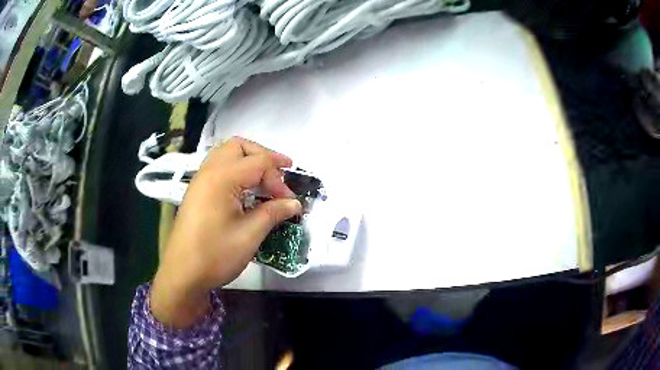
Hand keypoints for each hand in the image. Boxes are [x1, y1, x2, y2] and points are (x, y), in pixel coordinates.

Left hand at [150, 137, 301, 327]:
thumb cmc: (215, 255)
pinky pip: (218, 168)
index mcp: (222, 178)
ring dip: (248, 161)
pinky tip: (245, 191)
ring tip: (265, 179)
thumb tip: (295, 203)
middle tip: (281, 174)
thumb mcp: (249, 235)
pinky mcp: (196, 192)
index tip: (290, 201)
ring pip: (226, 154)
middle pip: (239, 146)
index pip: (259, 163)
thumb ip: (273, 213)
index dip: (279, 179)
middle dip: (263, 156)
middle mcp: (208, 171)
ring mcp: (200, 180)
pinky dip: (236, 170)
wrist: (182, 274)